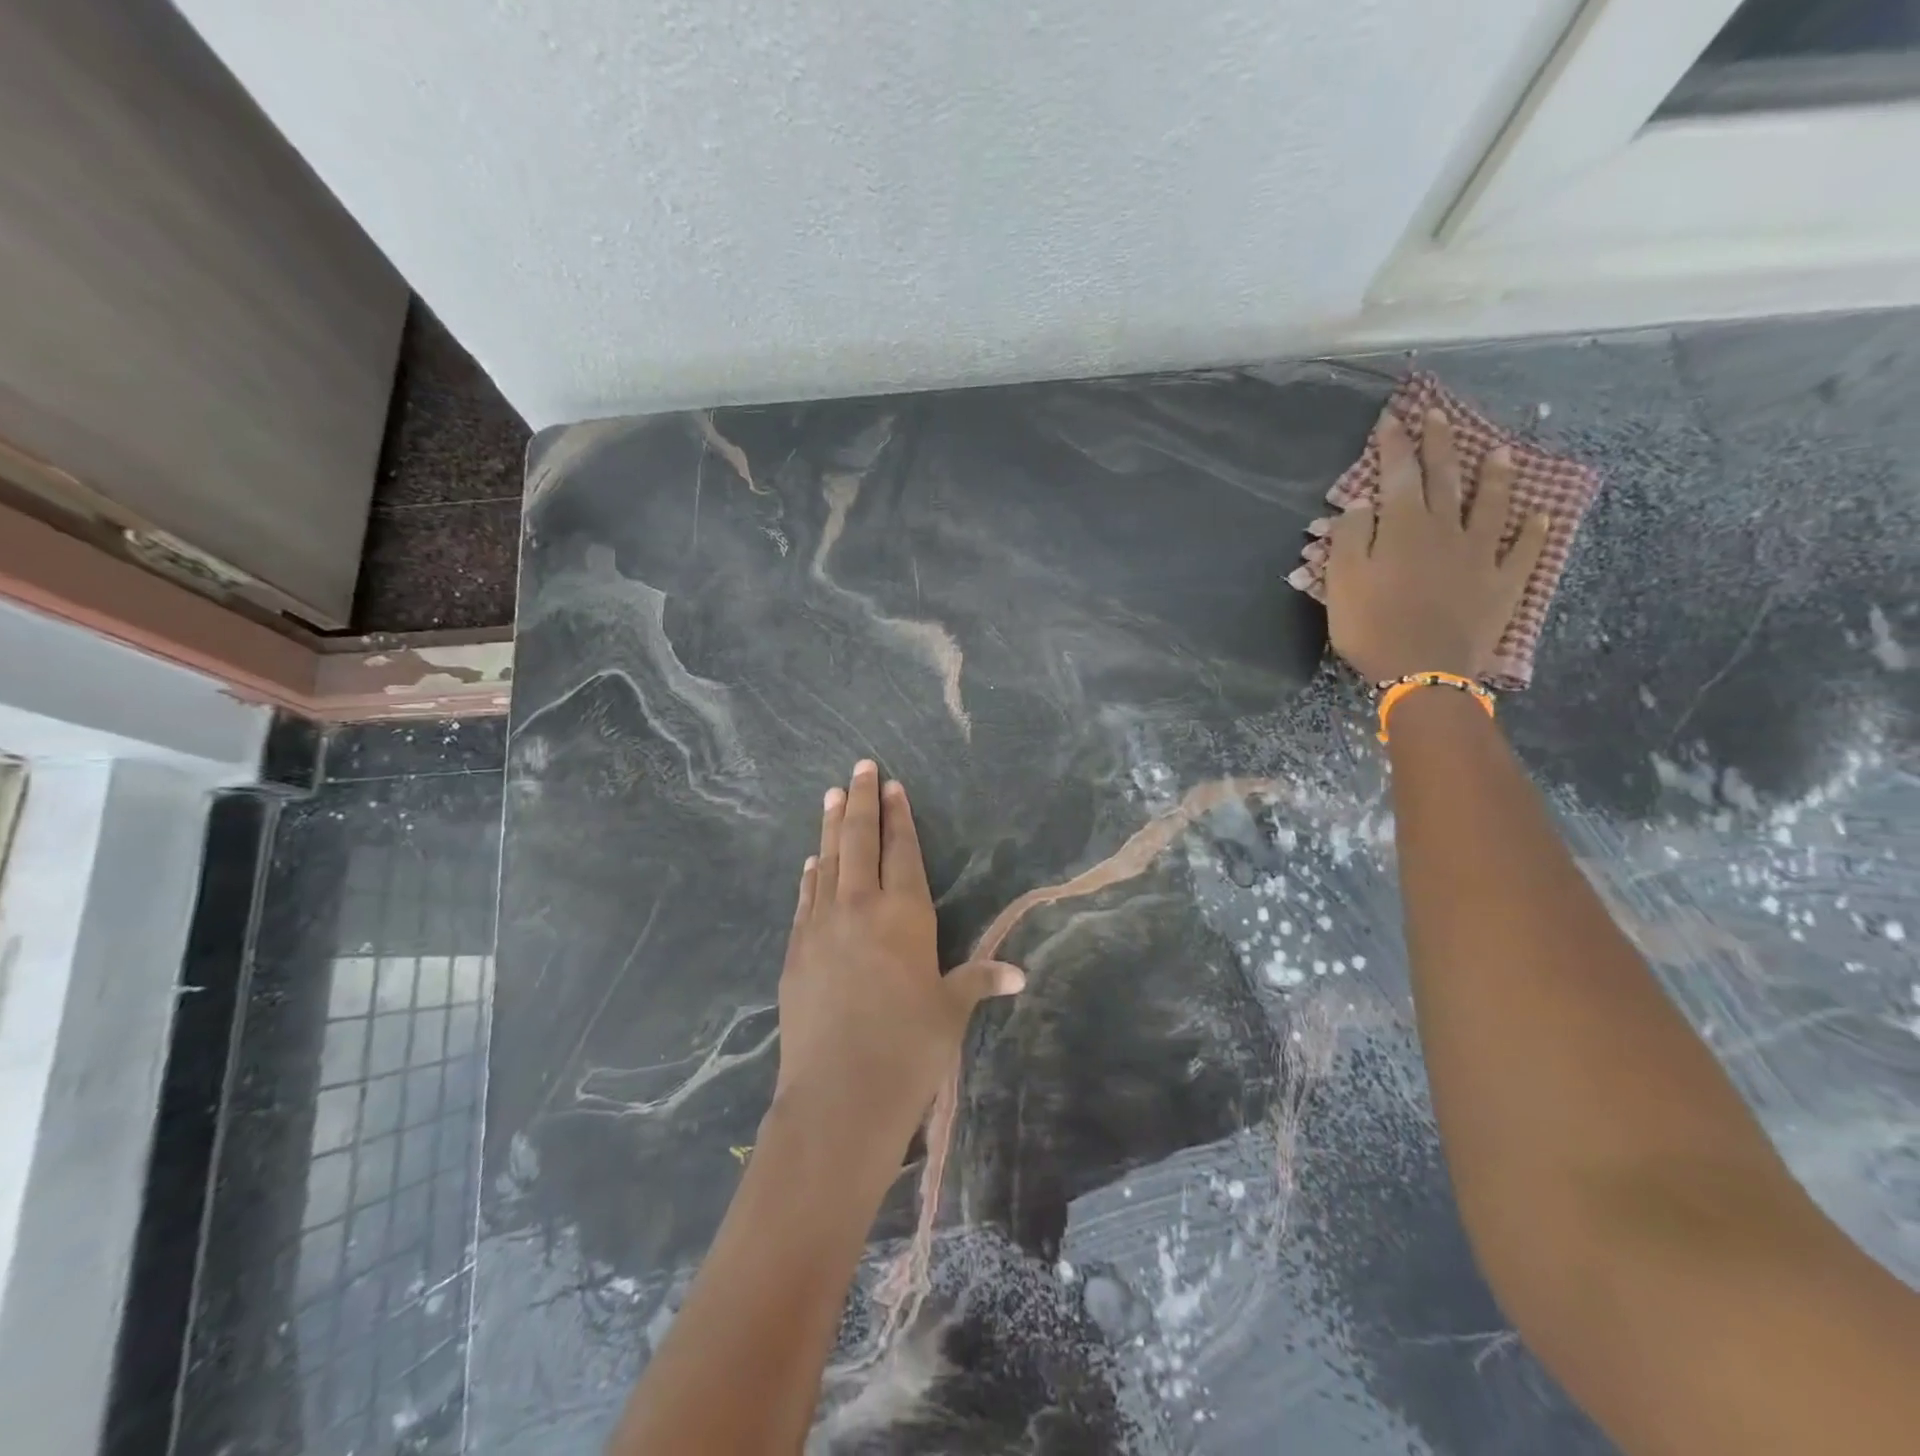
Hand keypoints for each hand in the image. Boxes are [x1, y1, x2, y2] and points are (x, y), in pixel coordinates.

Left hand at [773, 761, 1023, 1151]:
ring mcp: (822, 926)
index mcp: (905, 915)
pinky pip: (806, 898)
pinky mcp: (797, 950)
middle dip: (862, 801)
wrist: (838, 1095)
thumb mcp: (950, 1011)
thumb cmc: (908, 1049)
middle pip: (860, 841)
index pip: (903, 851)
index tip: (893, 786)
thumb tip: (1019, 974)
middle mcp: (861, 908)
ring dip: (831, 826)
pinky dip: (811, 874)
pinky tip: (812, 862)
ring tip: (831, 796)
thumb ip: (979, 980)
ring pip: (829, 861)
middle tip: (859, 767)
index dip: (900, 816)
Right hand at [1325, 408, 1548, 683]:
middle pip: (1445, 479)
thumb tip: (1361, 504)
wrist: (1422, 671)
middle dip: (1440, 444)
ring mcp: (1481, 556)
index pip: (1398, 475)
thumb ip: (1350, 538)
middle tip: (1440, 415)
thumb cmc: (1372, 627)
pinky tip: (1541, 516)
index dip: (1395, 446)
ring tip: (1500, 452)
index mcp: (1404, 528)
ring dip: (1494, 477)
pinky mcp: (1503, 583)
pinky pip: (1524, 551)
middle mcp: (1446, 531)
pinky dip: (1534, 532)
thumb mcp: (1342, 582)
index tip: (1392, 420)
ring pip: (1490, 506)